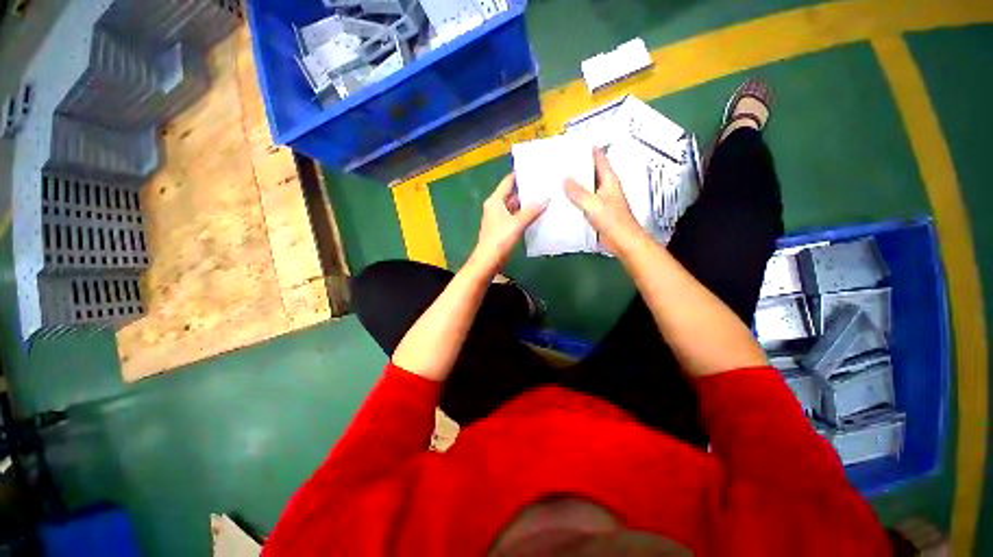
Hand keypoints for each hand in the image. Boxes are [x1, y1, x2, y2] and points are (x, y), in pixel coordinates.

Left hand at [471, 173, 547, 274]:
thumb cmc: (499, 240)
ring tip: (545, 197)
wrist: (488, 261)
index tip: (535, 170)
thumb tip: (546, 198)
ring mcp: (499, 218)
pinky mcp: (503, 229)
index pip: (508, 182)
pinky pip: (516, 217)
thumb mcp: (517, 223)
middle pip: (512, 194)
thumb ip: (531, 211)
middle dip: (527, 190)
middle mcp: (496, 207)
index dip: (520, 175)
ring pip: (515, 207)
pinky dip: (525, 215)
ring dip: (527, 204)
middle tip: (545, 184)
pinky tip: (538, 215)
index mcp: (495, 201)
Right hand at [564, 147, 644, 253]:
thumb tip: (564, 178)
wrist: (622, 241)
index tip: (572, 144)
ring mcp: (600, 199)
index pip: (599, 158)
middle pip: (590, 171)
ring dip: (574, 183)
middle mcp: (605, 187)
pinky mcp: (596, 211)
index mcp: (609, 180)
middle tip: (559, 162)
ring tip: (556, 178)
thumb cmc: (612, 221)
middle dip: (577, 166)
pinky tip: (562, 199)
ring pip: (586, 186)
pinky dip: (574, 198)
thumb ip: (578, 192)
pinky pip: (583, 200)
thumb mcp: (593, 204)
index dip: (588, 149)